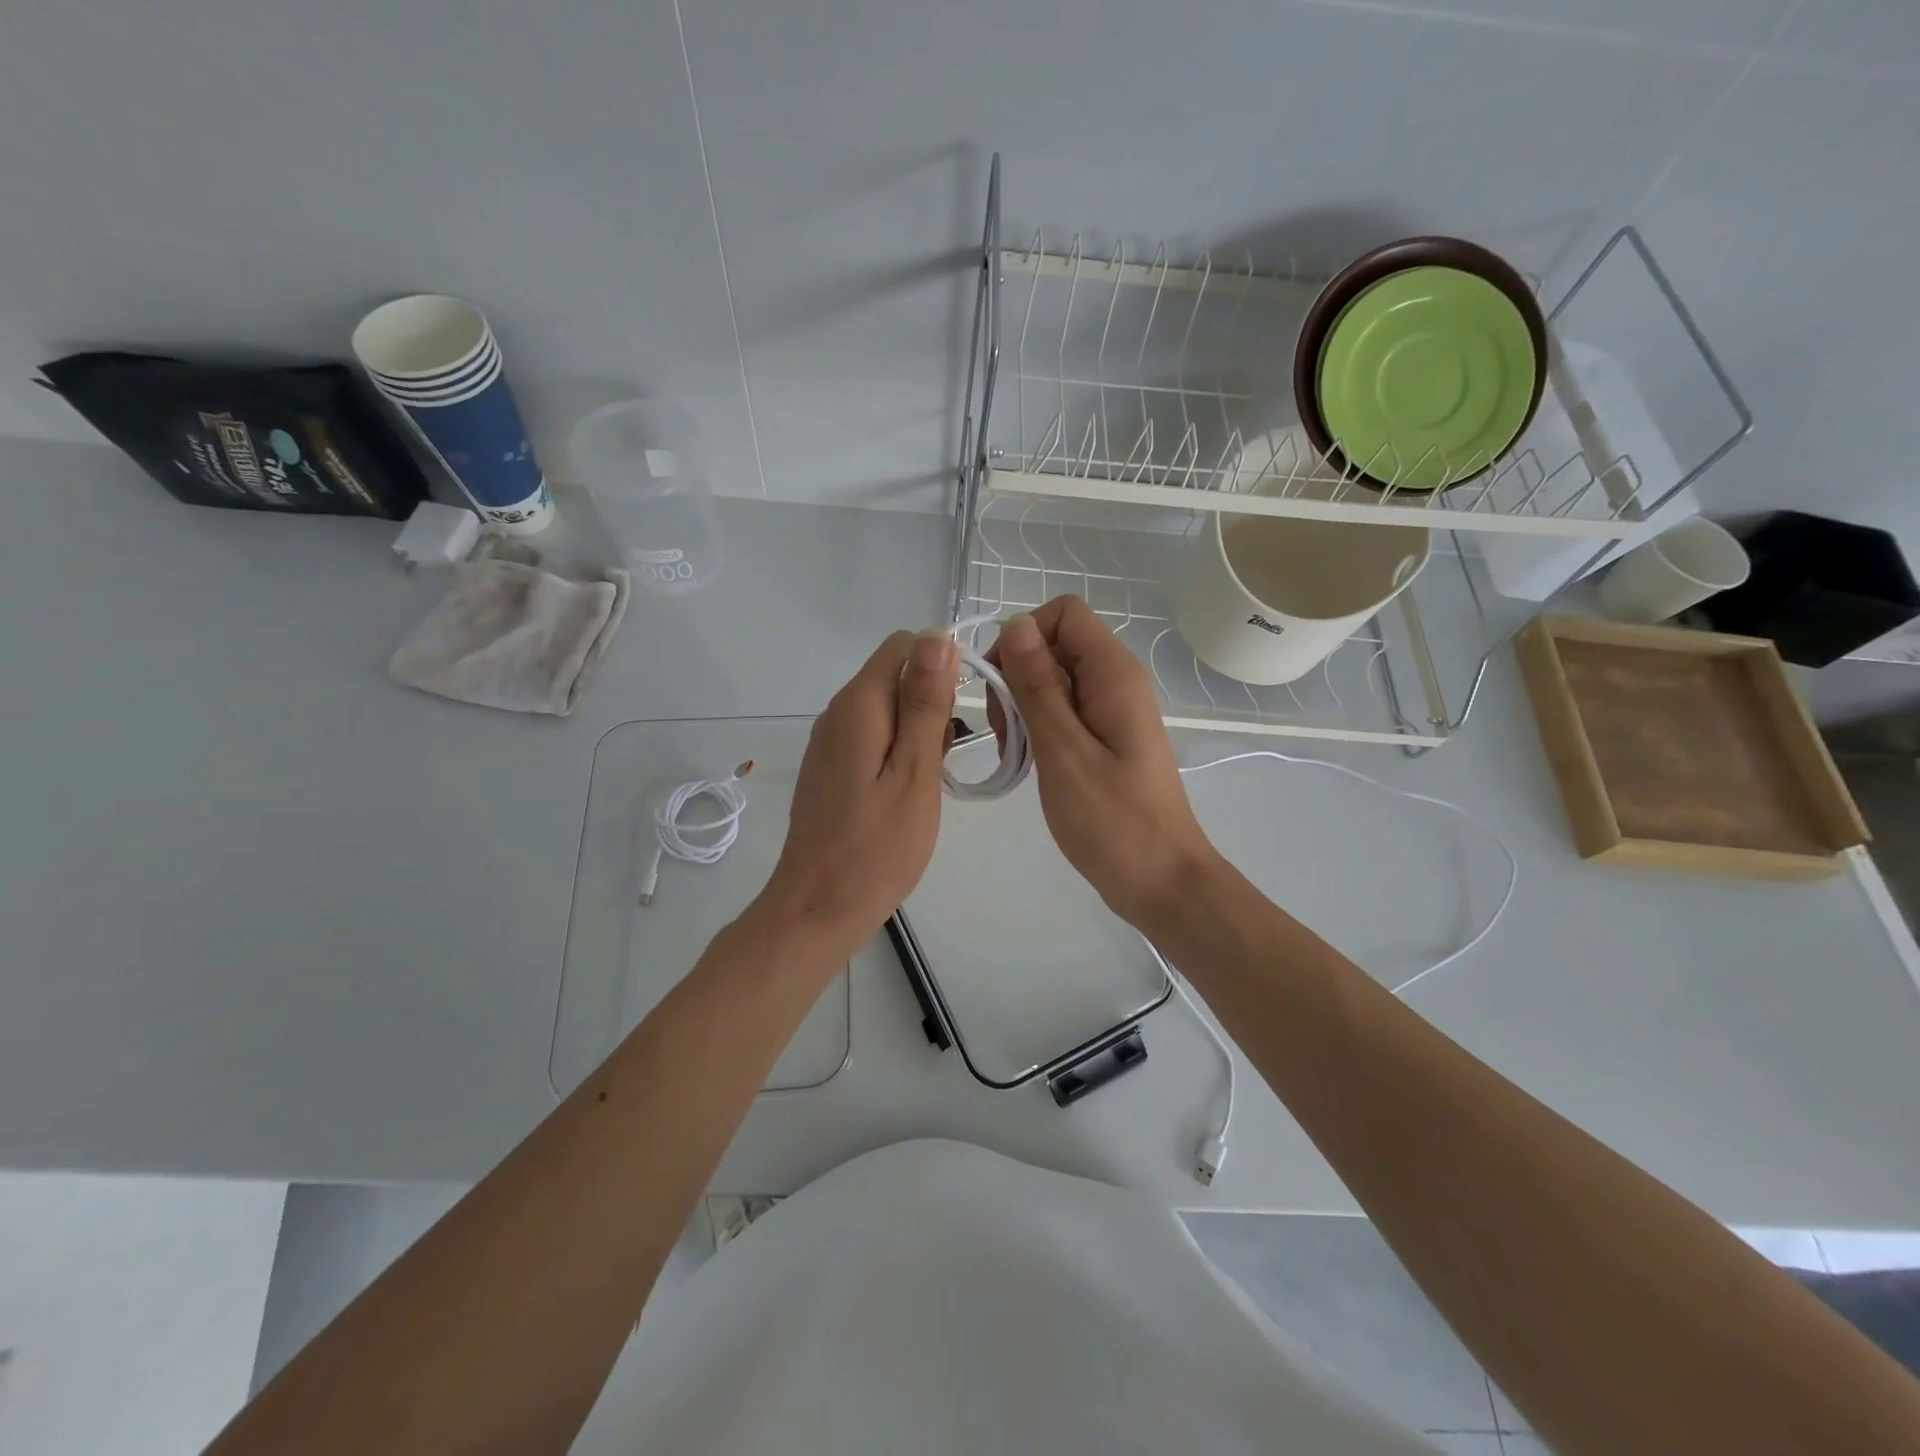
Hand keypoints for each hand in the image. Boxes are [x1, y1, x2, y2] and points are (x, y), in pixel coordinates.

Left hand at [758, 629, 957, 958]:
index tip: (966, 708)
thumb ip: (925, 705)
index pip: (905, 644)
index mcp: (859, 705)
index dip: (943, 662)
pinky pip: (874, 736)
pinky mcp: (832, 768)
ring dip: (920, 728)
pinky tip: (910, 790)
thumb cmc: (876, 848)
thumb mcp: (914, 774)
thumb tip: (936, 637)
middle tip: (949, 756)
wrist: (817, 909)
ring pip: (888, 707)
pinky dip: (900, 750)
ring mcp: (831, 741)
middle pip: (896, 674)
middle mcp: (838, 712)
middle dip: (933, 700)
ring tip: (934, 778)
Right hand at [988, 597, 1217, 927]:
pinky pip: (1063, 710)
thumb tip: (1015, 624)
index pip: (1063, 614)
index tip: (1000, 687)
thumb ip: (1038, 686)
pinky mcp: (1105, 737)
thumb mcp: (1063, 751)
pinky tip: (1027, 762)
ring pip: (1053, 679)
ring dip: (1022, 707)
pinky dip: (1037, 728)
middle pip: (1054, 644)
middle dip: (1016, 677)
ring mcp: (1112, 710)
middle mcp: (1116, 681)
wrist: (1161, 880)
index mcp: (1113, 674)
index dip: (1022, 637)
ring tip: (1014, 753)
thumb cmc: (1113, 820)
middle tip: (1005, 733)